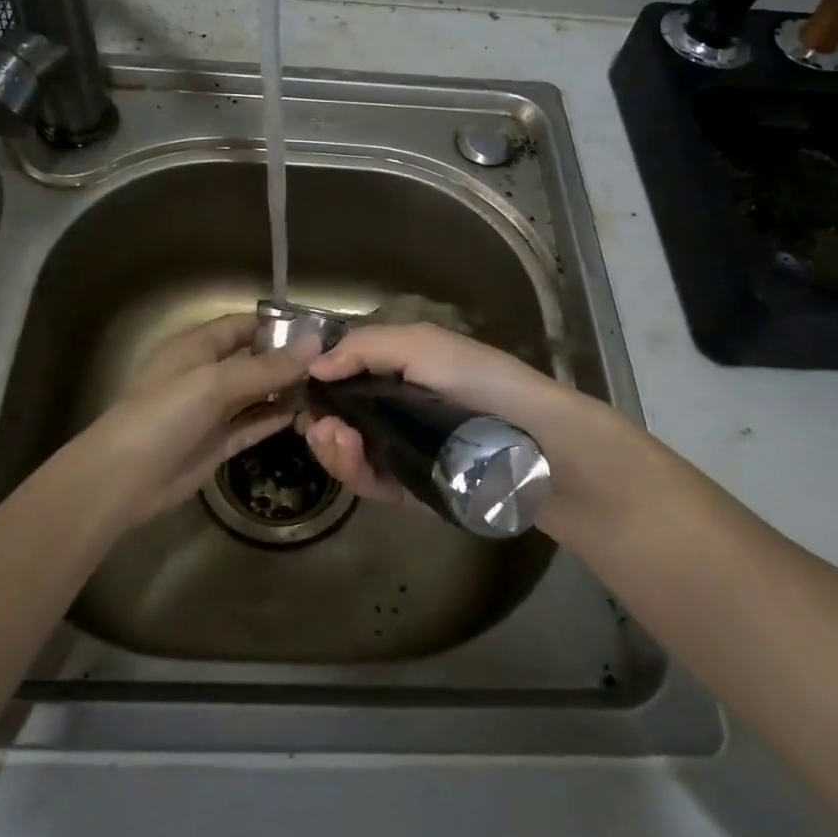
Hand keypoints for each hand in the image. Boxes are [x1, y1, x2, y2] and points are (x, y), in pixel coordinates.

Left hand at [36, 314, 316, 534]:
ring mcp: (213, 410)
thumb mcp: (214, 383)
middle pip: (254, 359)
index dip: (277, 325)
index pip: (243, 325)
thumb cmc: (163, 416)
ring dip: (287, 390)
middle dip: (289, 359)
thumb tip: (316, 346)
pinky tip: (307, 415)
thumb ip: (265, 366)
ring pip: (257, 393)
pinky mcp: (218, 443)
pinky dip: (277, 418)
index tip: (320, 330)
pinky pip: (254, 424)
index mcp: (197, 347)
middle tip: (336, 364)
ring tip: (331, 389)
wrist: (122, 481)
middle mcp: (207, 374)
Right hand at [299, 323, 664, 540]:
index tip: (299, 386)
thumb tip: (314, 365)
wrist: (538, 445)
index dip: (319, 381)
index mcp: (401, 373)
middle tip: (316, 422)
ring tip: (331, 435)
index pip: (346, 377)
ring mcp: (401, 453)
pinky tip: (347, 451)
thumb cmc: (481, 382)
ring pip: (348, 453)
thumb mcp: (424, 345)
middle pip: (340, 418)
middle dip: (320, 419)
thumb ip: (366, 348)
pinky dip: (351, 470)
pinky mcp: (409, 490)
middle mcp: (396, 412)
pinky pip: (368, 482)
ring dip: (330, 445)